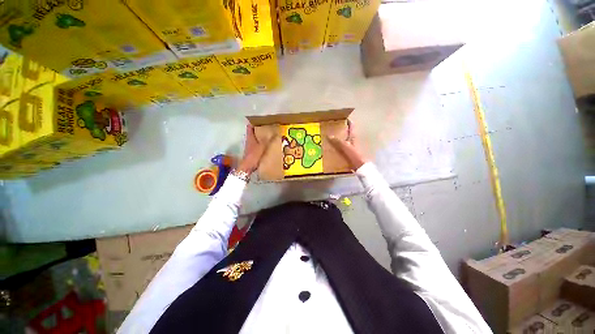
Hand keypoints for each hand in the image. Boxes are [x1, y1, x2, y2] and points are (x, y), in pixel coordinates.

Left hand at [238, 124, 269, 175]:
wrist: (248, 167)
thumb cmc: (254, 155)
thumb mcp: (263, 147)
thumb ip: (269, 140)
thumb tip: (276, 133)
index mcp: (250, 137)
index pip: (250, 127)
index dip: (254, 123)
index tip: (261, 120)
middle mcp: (249, 141)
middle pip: (253, 133)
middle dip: (259, 130)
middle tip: (268, 128)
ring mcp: (250, 147)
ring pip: (256, 139)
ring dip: (261, 138)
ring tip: (270, 136)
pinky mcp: (252, 152)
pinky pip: (258, 146)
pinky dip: (262, 144)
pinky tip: (268, 146)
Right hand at [327, 120, 367, 170]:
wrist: (359, 166)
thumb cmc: (354, 154)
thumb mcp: (345, 146)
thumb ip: (338, 141)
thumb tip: (329, 135)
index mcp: (353, 137)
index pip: (351, 126)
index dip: (348, 121)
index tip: (342, 118)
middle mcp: (353, 141)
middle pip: (347, 133)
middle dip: (341, 130)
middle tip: (332, 128)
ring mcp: (351, 147)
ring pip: (344, 140)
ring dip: (339, 139)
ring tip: (330, 138)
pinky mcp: (349, 153)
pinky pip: (342, 148)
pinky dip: (338, 147)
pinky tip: (333, 149)